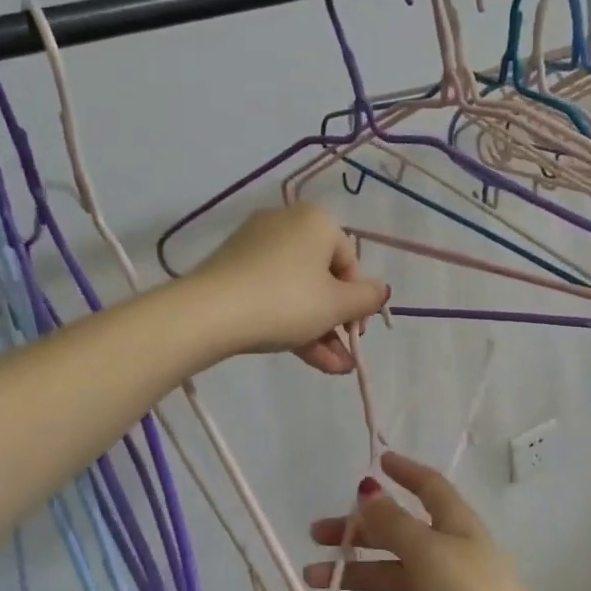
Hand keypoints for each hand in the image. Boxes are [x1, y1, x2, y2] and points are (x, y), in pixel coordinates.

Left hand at [189, 204, 388, 373]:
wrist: (209, 313)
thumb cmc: (286, 302)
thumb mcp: (336, 305)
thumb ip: (367, 298)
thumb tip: (381, 291)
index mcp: (316, 221)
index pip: (350, 262)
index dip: (358, 302)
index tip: (355, 334)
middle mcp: (287, 224)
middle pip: (323, 278)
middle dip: (337, 323)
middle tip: (345, 356)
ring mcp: (255, 246)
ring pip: (297, 291)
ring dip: (318, 330)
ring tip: (332, 369)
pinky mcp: (233, 268)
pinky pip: (272, 293)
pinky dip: (290, 321)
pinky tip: (307, 358)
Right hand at [303, 452, 565, 590]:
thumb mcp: (430, 552)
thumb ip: (394, 524)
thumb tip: (368, 489)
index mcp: (455, 526)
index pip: (429, 488)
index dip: (405, 473)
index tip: (376, 462)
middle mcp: (447, 555)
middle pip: (398, 534)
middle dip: (359, 532)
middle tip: (316, 535)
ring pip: (390, 578)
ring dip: (353, 575)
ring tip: (311, 579)